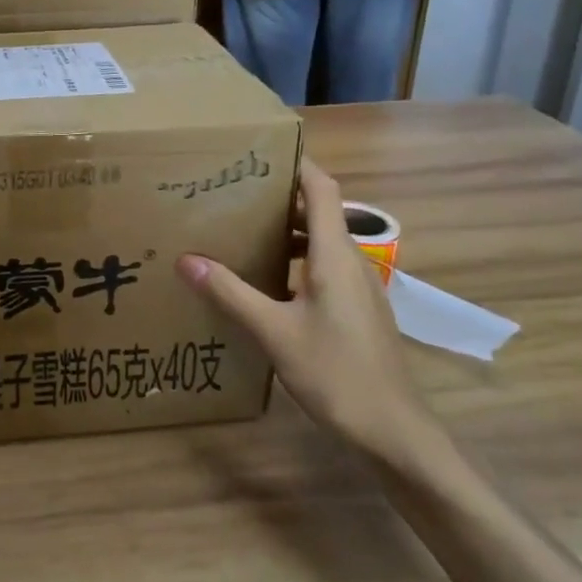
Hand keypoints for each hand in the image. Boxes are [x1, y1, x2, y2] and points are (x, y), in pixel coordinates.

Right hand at [177, 158, 432, 461]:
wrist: (394, 431)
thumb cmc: (336, 373)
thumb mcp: (274, 332)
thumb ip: (231, 293)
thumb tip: (187, 260)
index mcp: (336, 256)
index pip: (322, 189)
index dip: (297, 164)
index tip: (261, 151)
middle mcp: (352, 263)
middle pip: (320, 213)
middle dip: (281, 198)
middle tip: (235, 194)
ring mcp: (359, 289)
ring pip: (323, 244)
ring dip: (289, 232)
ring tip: (244, 233)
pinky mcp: (358, 311)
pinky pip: (326, 269)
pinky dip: (298, 261)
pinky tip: (268, 283)